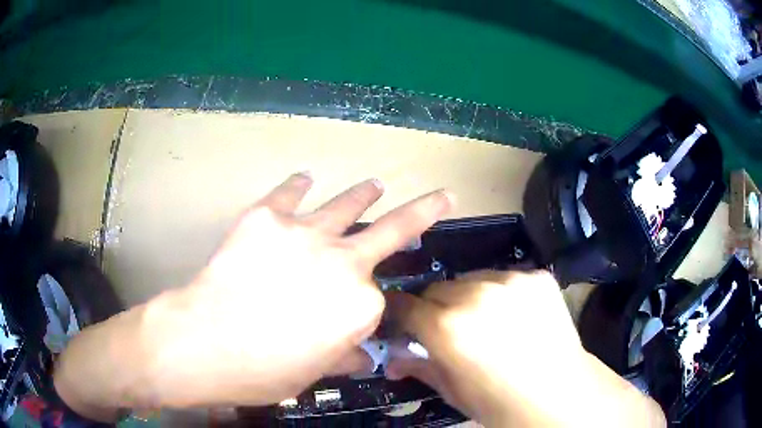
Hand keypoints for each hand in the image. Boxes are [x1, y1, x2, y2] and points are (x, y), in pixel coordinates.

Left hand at [137, 173, 451, 406]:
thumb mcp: (311, 373)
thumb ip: (342, 357)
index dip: (358, 311)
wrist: (206, 342)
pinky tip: (305, 178)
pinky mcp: (266, 216)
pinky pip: (289, 192)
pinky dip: (298, 185)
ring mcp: (306, 232)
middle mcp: (344, 261)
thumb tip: (362, 358)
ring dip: (363, 194)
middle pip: (393, 230)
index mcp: (361, 305)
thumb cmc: (263, 370)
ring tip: (375, 185)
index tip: (342, 320)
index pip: (373, 300)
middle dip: (424, 211)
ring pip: (346, 205)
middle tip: (441, 197)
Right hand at [385, 271, 664, 426]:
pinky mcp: (538, 277)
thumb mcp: (453, 391)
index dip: (401, 314)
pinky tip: (517, 316)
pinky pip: (507, 278)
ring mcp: (512, 281)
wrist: (561, 395)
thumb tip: (392, 360)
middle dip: (437, 307)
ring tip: (489, 321)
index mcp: (448, 328)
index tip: (403, 321)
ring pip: (473, 279)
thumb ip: (420, 367)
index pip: (405, 305)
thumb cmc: (500, 403)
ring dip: (471, 297)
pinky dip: (505, 293)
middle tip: (450, 329)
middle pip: (439, 288)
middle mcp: (476, 295)